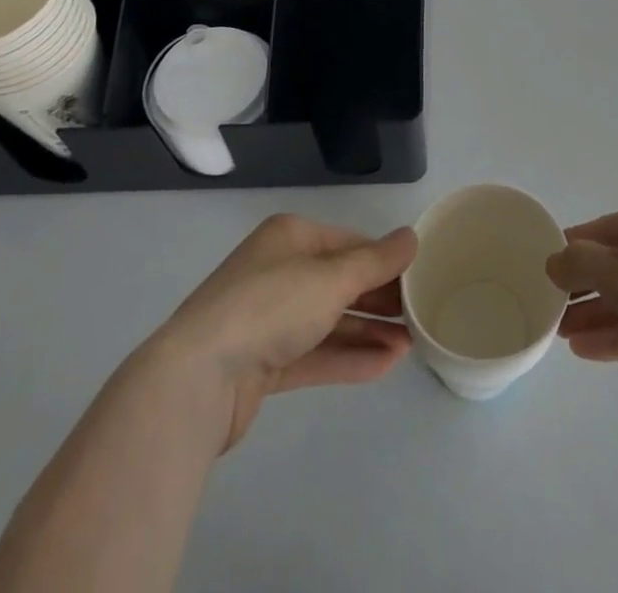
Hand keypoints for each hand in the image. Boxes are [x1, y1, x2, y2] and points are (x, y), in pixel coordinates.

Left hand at [158, 213, 416, 452]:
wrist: (196, 380)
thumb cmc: (270, 307)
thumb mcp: (332, 277)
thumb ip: (376, 261)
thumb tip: (411, 238)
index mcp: (291, 237)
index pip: (350, 243)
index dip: (385, 260)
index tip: (420, 279)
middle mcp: (279, 271)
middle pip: (340, 282)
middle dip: (380, 299)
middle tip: (420, 315)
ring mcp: (268, 319)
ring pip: (330, 321)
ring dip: (369, 332)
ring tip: (411, 346)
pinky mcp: (262, 364)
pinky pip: (315, 354)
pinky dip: (347, 358)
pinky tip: (384, 366)